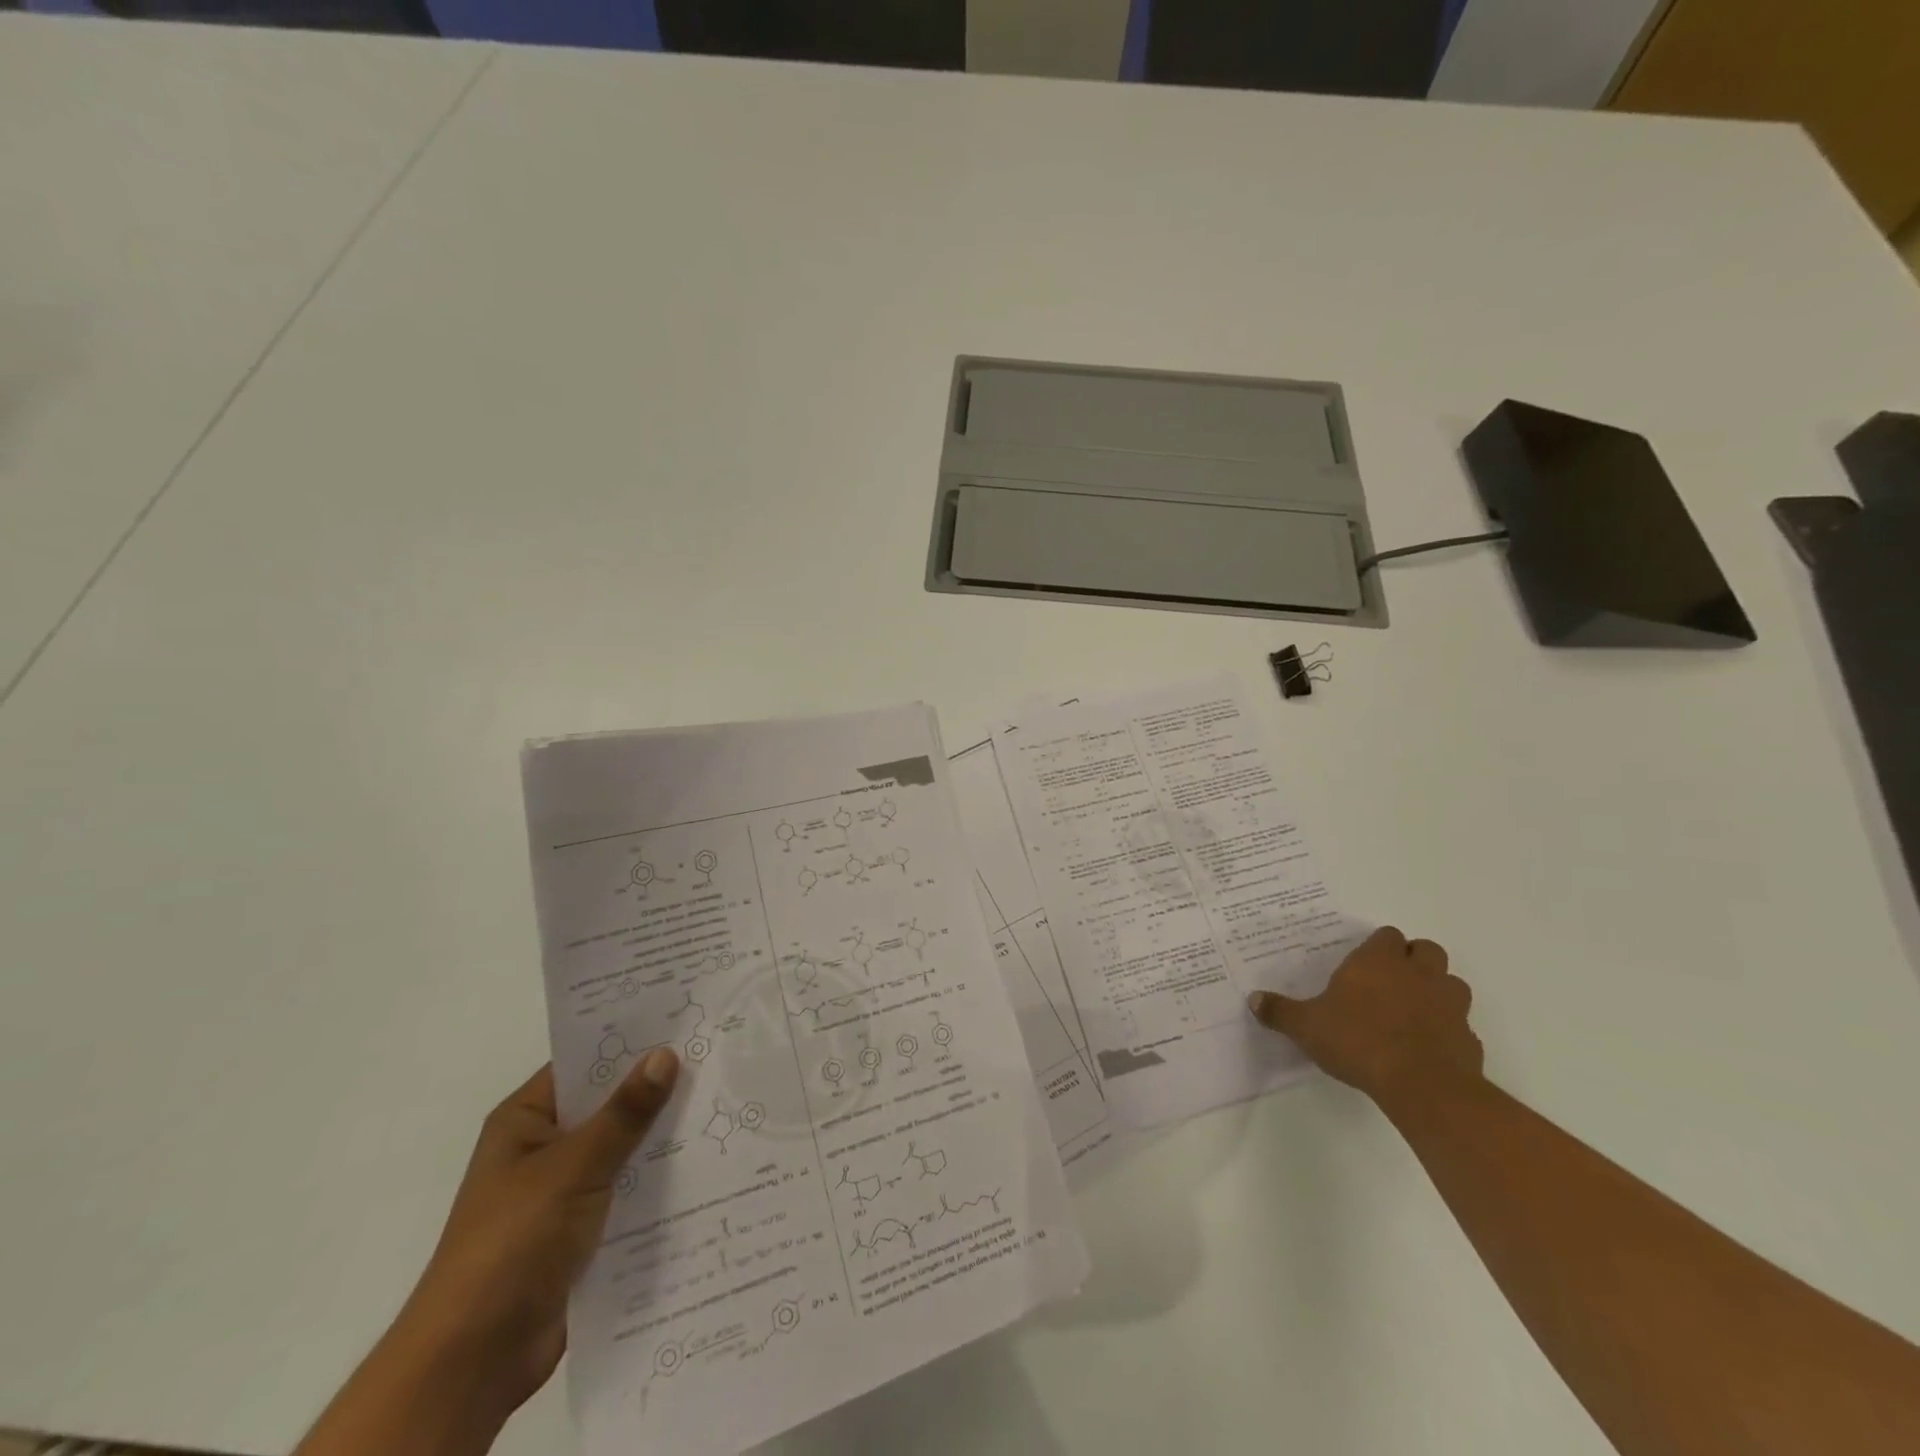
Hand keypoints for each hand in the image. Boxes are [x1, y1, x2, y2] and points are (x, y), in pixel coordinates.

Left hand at [397, 1049, 679, 1412]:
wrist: (474, 1360)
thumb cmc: (513, 1242)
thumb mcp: (573, 1167)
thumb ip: (623, 1113)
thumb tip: (665, 1054)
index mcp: (525, 1121)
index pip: (583, 1063)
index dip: (629, 1041)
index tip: (682, 1021)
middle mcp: (542, 1149)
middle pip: (606, 1105)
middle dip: (655, 1088)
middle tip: (715, 1057)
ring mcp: (561, 1191)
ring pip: (621, 1148)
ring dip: (661, 1136)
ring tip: (722, 1104)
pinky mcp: (580, 1231)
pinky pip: (626, 1190)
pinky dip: (657, 1180)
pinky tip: (704, 1164)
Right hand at [1247, 927, 1481, 1107]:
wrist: (1422, 1086)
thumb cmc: (1358, 1041)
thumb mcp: (1306, 1026)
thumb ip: (1281, 1012)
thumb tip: (1253, 1000)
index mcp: (1379, 961)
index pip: (1387, 935)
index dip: (1379, 947)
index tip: (1364, 964)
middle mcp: (1418, 974)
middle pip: (1427, 950)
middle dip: (1414, 960)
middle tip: (1391, 981)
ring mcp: (1450, 1005)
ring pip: (1452, 984)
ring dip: (1437, 992)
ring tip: (1413, 1011)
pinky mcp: (1469, 1039)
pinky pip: (1461, 1027)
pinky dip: (1448, 1032)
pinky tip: (1427, 1049)